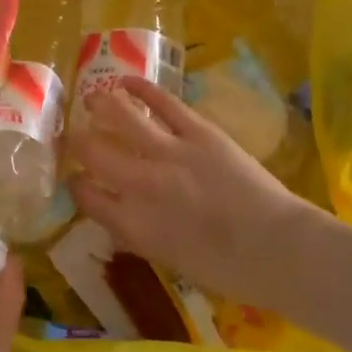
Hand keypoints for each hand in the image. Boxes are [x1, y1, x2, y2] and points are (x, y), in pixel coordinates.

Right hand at [68, 77, 310, 301]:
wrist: (277, 249)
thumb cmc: (226, 270)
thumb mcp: (169, 259)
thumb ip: (138, 233)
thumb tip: (120, 216)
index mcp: (132, 223)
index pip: (86, 196)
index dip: (75, 183)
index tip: (75, 177)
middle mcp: (140, 184)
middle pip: (93, 152)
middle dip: (77, 141)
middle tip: (74, 134)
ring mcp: (169, 152)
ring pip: (121, 116)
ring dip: (101, 104)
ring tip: (92, 98)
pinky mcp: (198, 131)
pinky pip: (162, 102)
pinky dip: (141, 88)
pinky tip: (126, 81)